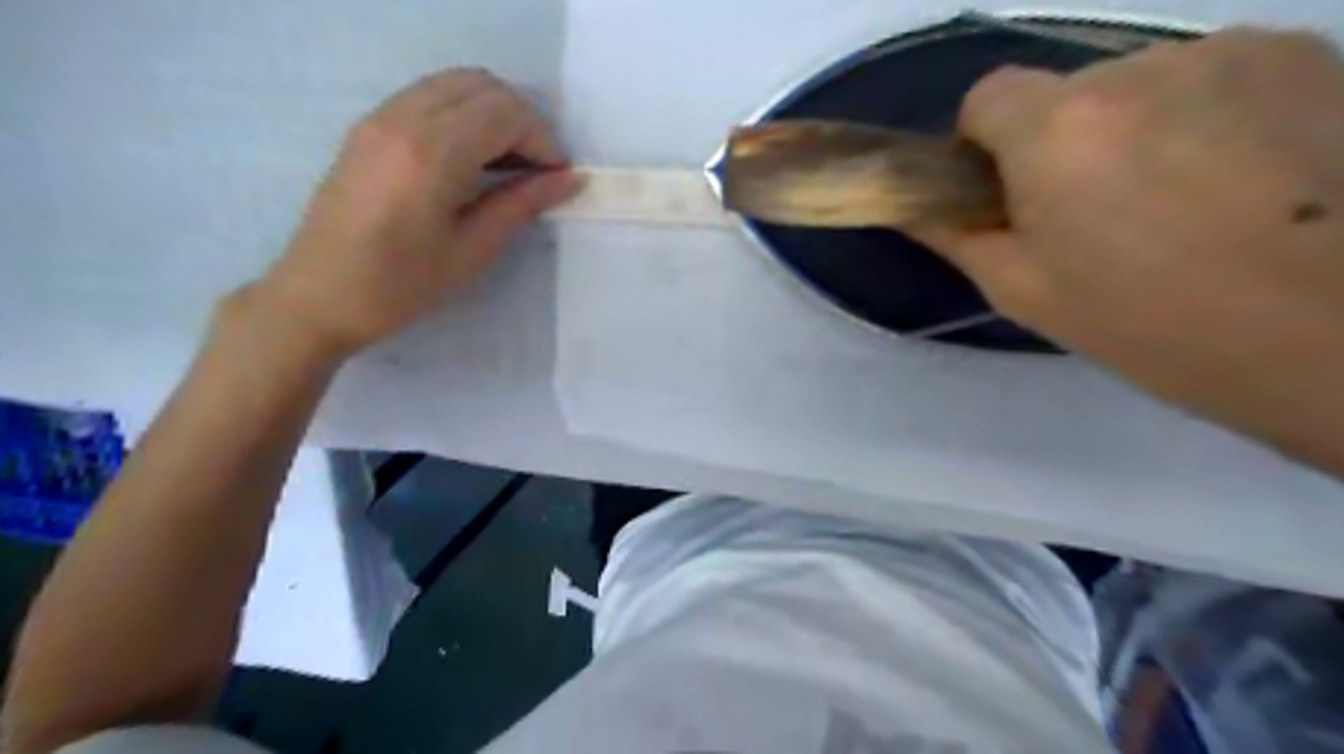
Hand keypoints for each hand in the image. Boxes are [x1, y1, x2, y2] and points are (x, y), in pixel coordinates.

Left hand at [249, 67, 581, 355]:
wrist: (318, 296)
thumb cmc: (400, 286)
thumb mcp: (471, 250)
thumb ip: (520, 204)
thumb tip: (569, 179)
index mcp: (431, 154)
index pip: (504, 112)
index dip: (542, 140)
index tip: (556, 178)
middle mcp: (403, 119)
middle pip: (482, 85)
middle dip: (522, 121)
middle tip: (535, 170)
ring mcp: (379, 117)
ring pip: (454, 83)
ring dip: (492, 114)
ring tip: (507, 164)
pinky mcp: (368, 126)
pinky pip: (428, 95)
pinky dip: (462, 113)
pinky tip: (470, 159)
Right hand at [920, 32, 1343, 475]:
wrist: (1333, 334)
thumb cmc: (1148, 323)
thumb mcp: (1024, 293)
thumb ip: (957, 237)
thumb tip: (917, 207)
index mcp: (1056, 130)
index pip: (988, 94)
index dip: (985, 140)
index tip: (1005, 188)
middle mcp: (1135, 69)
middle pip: (1066, 92)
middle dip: (1061, 140)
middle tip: (1095, 212)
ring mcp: (1227, 52)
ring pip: (1142, 83)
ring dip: (1136, 126)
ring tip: (1181, 199)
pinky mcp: (1303, 53)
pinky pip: (1214, 76)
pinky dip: (1206, 114)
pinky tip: (1243, 176)